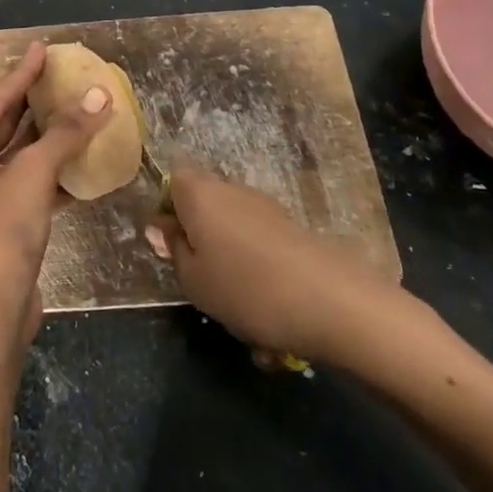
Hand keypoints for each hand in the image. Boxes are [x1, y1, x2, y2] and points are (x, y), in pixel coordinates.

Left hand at [0, 42, 113, 356]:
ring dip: (49, 137)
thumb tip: (100, 95)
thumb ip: (66, 133)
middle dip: (37, 104)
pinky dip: (49, 169)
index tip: (43, 48)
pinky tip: (80, 153)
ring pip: (15, 154)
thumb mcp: (32, 177)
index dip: (22, 74)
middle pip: (2, 125)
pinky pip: (22, 181)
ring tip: (79, 106)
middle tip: (65, 75)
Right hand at [147, 164, 444, 370]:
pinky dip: (257, 268)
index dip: (166, 211)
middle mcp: (231, 189)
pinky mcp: (293, 228)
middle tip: (199, 277)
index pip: (172, 181)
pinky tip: (268, 310)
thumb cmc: (245, 289)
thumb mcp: (193, 279)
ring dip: (228, 255)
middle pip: (204, 203)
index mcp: (200, 193)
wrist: (330, 301)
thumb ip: (172, 249)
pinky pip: (260, 244)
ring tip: (236, 303)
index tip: (169, 247)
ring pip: (232, 227)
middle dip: (198, 235)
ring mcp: (266, 207)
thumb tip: (162, 226)